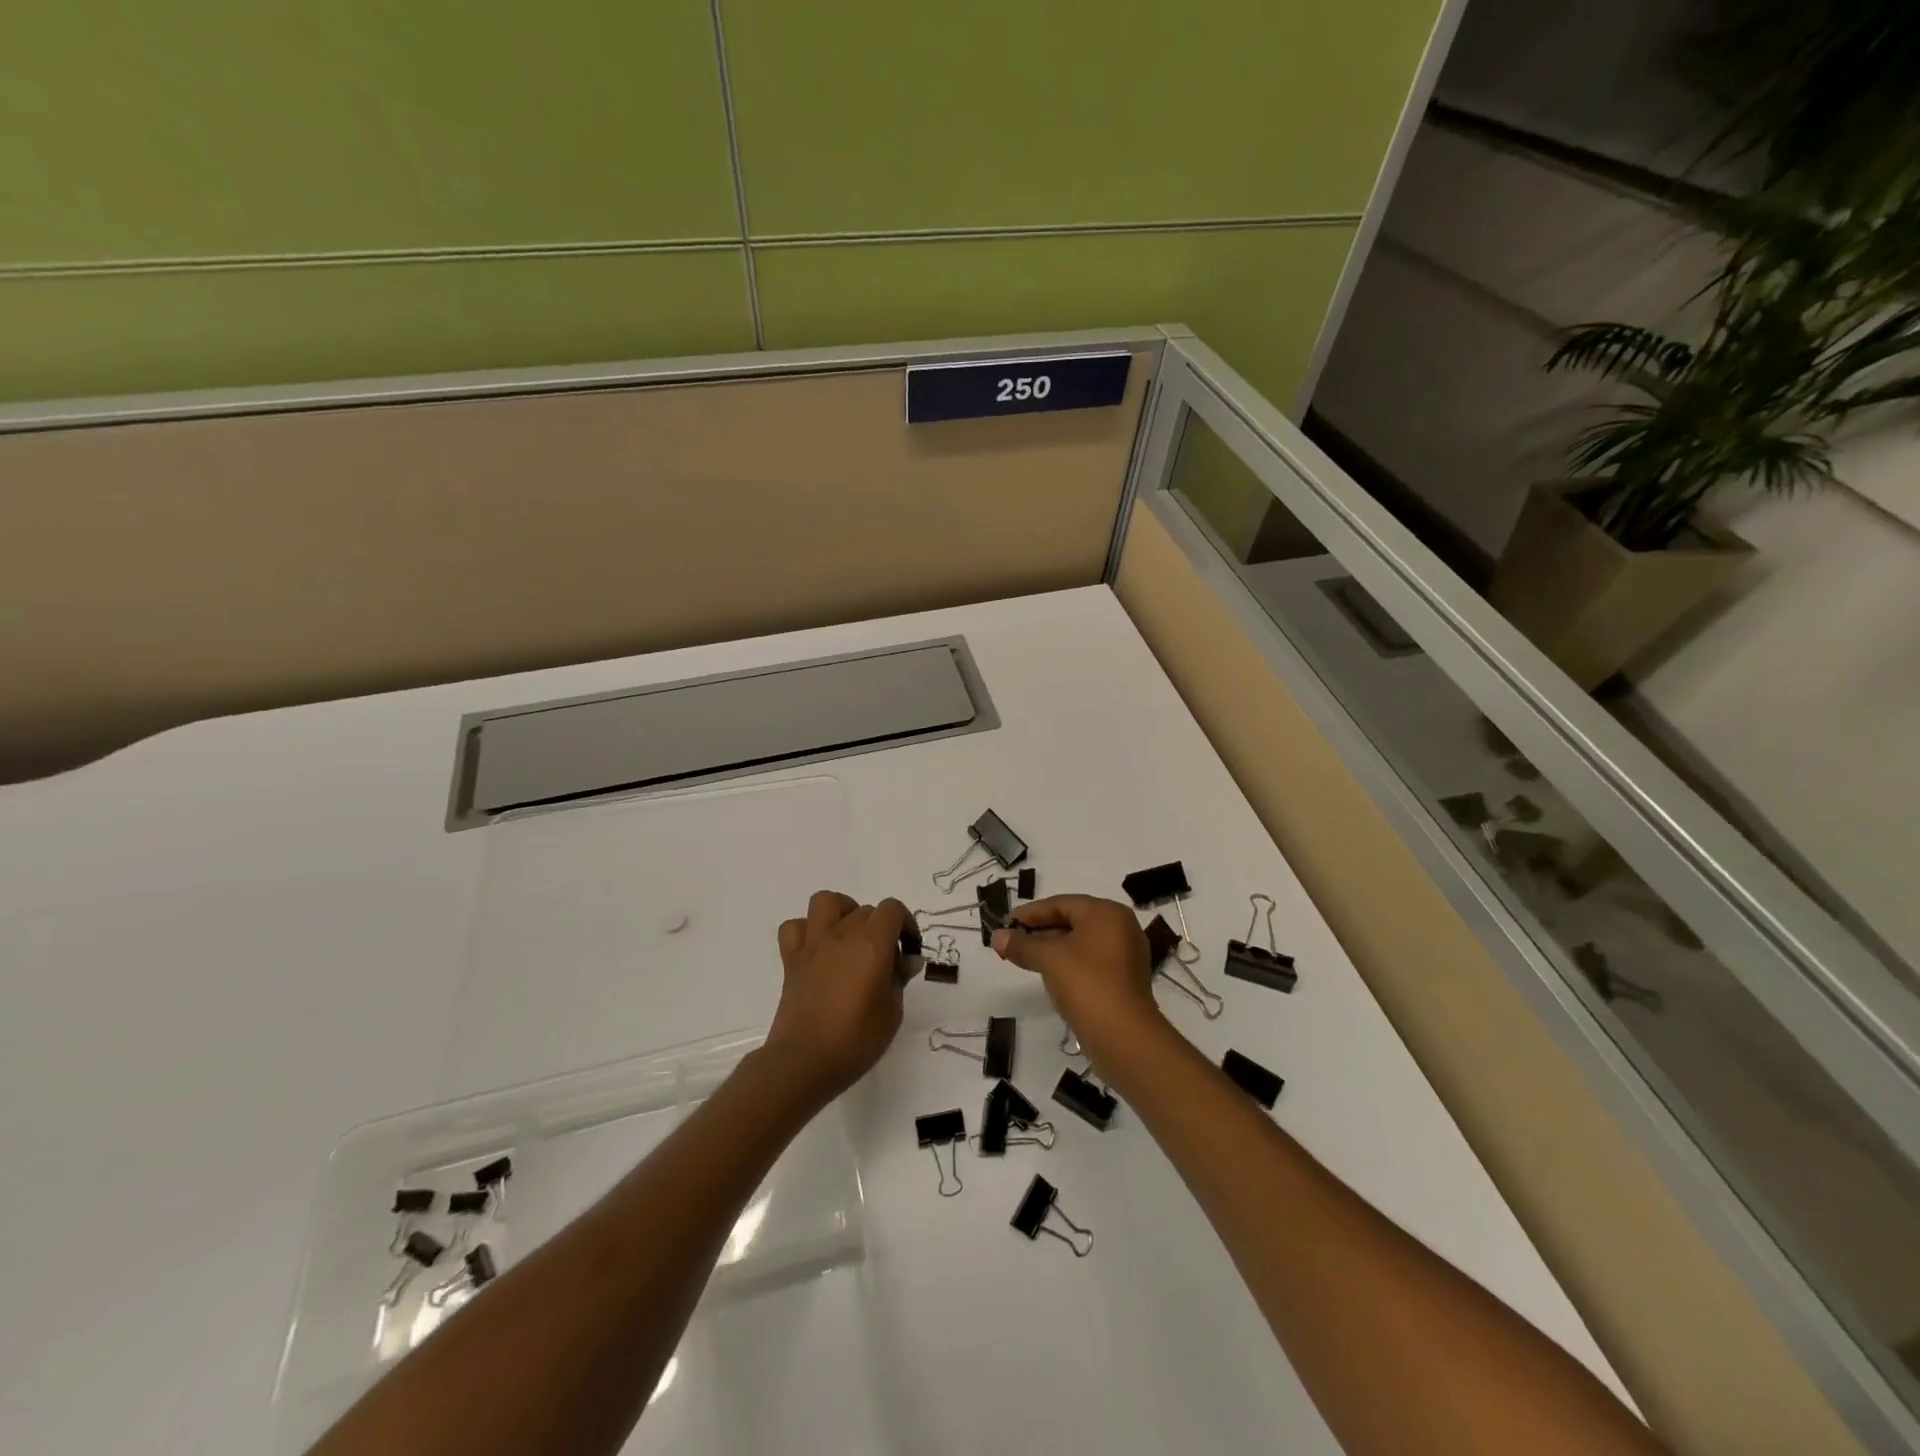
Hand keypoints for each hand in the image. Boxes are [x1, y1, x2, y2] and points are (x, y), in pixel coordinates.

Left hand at [765, 891, 911, 1105]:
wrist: (804, 1062)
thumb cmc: (856, 1041)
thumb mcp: (892, 1013)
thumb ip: (899, 979)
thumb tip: (907, 960)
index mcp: (872, 945)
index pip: (893, 909)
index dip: (906, 925)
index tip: (909, 952)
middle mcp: (842, 935)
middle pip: (866, 910)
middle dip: (881, 928)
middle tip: (885, 960)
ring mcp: (813, 945)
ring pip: (826, 902)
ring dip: (843, 911)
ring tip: (851, 936)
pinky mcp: (791, 960)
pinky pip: (794, 928)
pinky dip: (807, 931)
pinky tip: (819, 950)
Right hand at [992, 894, 1167, 1063]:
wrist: (1124, 1037)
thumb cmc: (1086, 983)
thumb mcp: (1048, 959)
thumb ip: (1021, 944)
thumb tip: (997, 937)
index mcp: (1106, 912)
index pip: (1061, 903)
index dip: (1029, 913)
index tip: (1005, 925)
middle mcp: (1121, 927)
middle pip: (1072, 921)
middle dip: (1039, 931)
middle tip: (1011, 942)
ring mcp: (1125, 955)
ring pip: (1080, 943)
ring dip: (1051, 948)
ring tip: (1024, 958)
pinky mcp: (1124, 980)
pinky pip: (1090, 962)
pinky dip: (1068, 963)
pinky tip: (1048, 975)